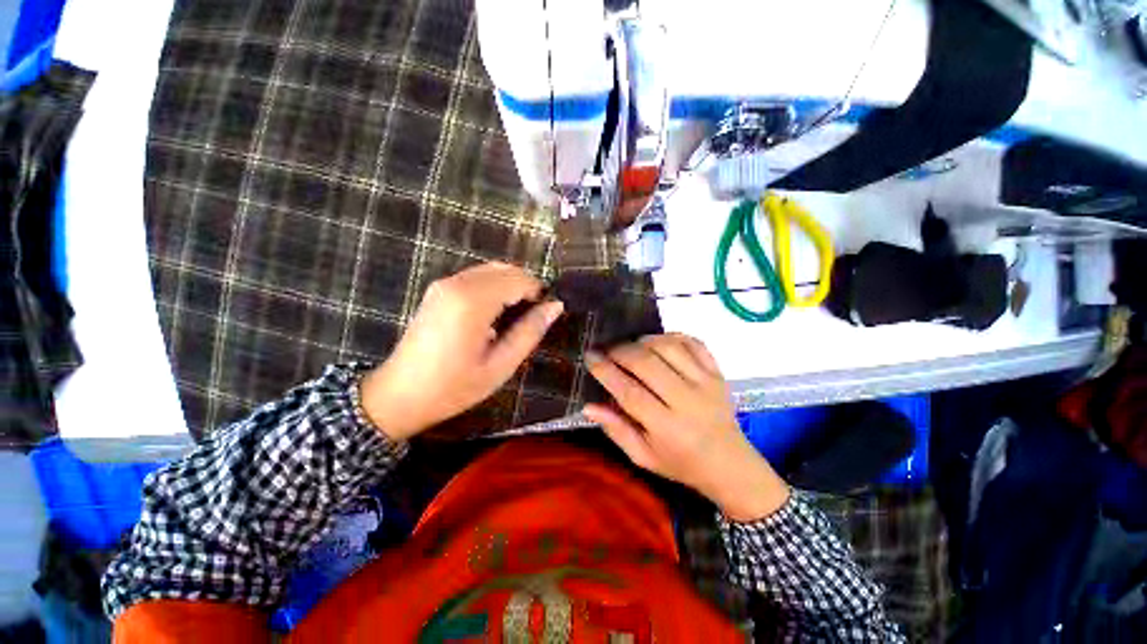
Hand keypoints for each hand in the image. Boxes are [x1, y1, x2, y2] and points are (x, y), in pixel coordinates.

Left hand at [361, 262, 563, 440]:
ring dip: (510, 286)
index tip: (545, 313)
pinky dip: (494, 287)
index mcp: (473, 301)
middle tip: (533, 316)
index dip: (538, 292)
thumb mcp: (500, 365)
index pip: (518, 279)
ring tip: (516, 316)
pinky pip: (476, 276)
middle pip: (505, 269)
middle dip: (526, 286)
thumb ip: (530, 332)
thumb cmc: (453, 387)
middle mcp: (457, 284)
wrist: (399, 395)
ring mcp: (444, 284)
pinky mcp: (438, 290)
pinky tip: (494, 313)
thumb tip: (555, 306)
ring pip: (491, 270)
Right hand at [584, 334, 789, 521]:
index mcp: (667, 427)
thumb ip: (616, 430)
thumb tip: (588, 406)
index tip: (590, 356)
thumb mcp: (643, 457)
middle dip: (620, 351)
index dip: (606, 371)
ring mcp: (706, 383)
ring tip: (630, 346)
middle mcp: (687, 401)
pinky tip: (657, 342)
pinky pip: (693, 343)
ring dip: (644, 341)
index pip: (629, 392)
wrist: (730, 464)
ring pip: (669, 347)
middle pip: (647, 363)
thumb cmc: (681, 464)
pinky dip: (672, 336)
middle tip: (607, 350)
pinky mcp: (718, 372)